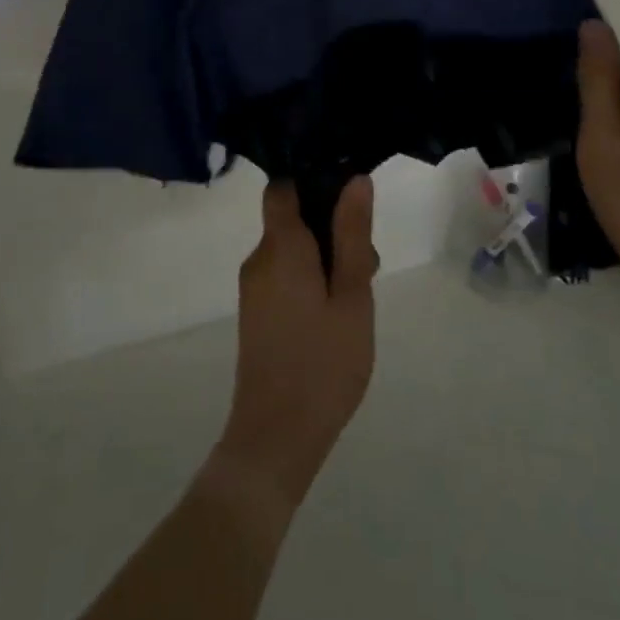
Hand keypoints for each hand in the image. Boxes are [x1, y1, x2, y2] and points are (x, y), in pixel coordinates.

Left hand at [213, 179, 378, 509]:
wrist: (275, 440)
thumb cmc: (323, 363)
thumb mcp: (352, 295)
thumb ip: (352, 235)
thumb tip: (354, 179)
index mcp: (280, 246)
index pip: (284, 187)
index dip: (313, 181)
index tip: (348, 199)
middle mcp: (258, 258)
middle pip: (292, 219)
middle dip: (330, 229)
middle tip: (366, 265)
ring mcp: (253, 288)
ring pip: (291, 249)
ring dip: (323, 258)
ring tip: (355, 298)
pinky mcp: (255, 313)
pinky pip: (283, 274)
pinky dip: (308, 279)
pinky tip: (334, 316)